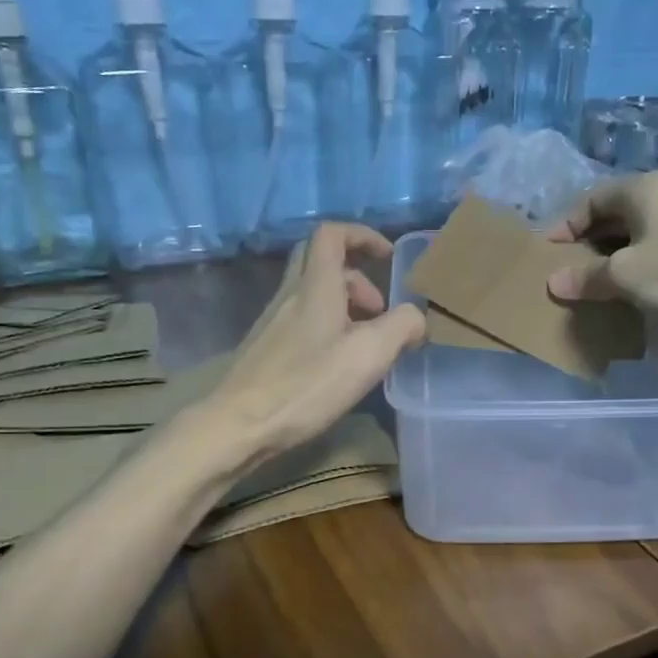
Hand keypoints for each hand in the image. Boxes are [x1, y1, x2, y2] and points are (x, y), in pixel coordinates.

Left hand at [201, 223, 425, 465]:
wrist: (240, 424)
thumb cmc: (307, 385)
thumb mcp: (369, 355)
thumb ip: (401, 327)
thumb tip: (417, 317)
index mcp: (315, 286)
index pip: (332, 234)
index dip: (362, 236)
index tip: (387, 258)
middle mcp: (290, 294)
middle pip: (320, 261)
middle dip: (356, 275)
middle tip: (378, 308)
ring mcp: (273, 321)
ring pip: (312, 293)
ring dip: (343, 305)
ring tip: (365, 344)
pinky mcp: (266, 347)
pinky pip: (302, 319)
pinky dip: (327, 326)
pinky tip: (338, 364)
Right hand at [545, 170, 657, 320]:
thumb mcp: (625, 275)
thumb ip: (587, 278)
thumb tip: (554, 283)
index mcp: (641, 189)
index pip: (589, 200)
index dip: (564, 225)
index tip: (547, 253)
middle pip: (612, 214)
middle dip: (587, 241)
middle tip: (567, 270)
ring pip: (635, 232)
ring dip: (611, 255)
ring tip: (593, 282)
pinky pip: (655, 247)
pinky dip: (636, 264)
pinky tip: (630, 288)